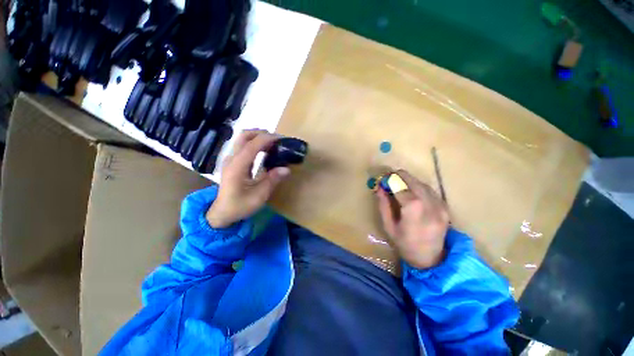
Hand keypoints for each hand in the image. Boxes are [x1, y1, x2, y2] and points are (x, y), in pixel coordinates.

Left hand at [206, 130, 289, 227]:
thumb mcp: (259, 196)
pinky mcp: (233, 162)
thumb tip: (286, 168)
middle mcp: (232, 159)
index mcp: (237, 167)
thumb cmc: (240, 206)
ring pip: (243, 139)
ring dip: (259, 137)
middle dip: (262, 134)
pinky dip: (256, 144)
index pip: (252, 145)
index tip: (282, 139)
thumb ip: (272, 180)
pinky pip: (244, 146)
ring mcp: (231, 159)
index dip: (267, 139)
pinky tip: (266, 151)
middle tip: (278, 140)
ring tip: (274, 144)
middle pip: (244, 136)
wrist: (222, 212)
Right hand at [375, 170, 449, 268]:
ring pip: (423, 184)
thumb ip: (383, 205)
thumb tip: (379, 188)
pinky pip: (430, 191)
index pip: (401, 187)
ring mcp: (440, 206)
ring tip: (399, 184)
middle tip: (390, 178)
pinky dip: (419, 187)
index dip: (391, 180)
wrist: (430, 260)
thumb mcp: (388, 226)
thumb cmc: (404, 244)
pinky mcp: (445, 208)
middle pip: (414, 182)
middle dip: (400, 177)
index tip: (383, 179)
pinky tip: (412, 191)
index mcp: (414, 210)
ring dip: (410, 181)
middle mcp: (430, 205)